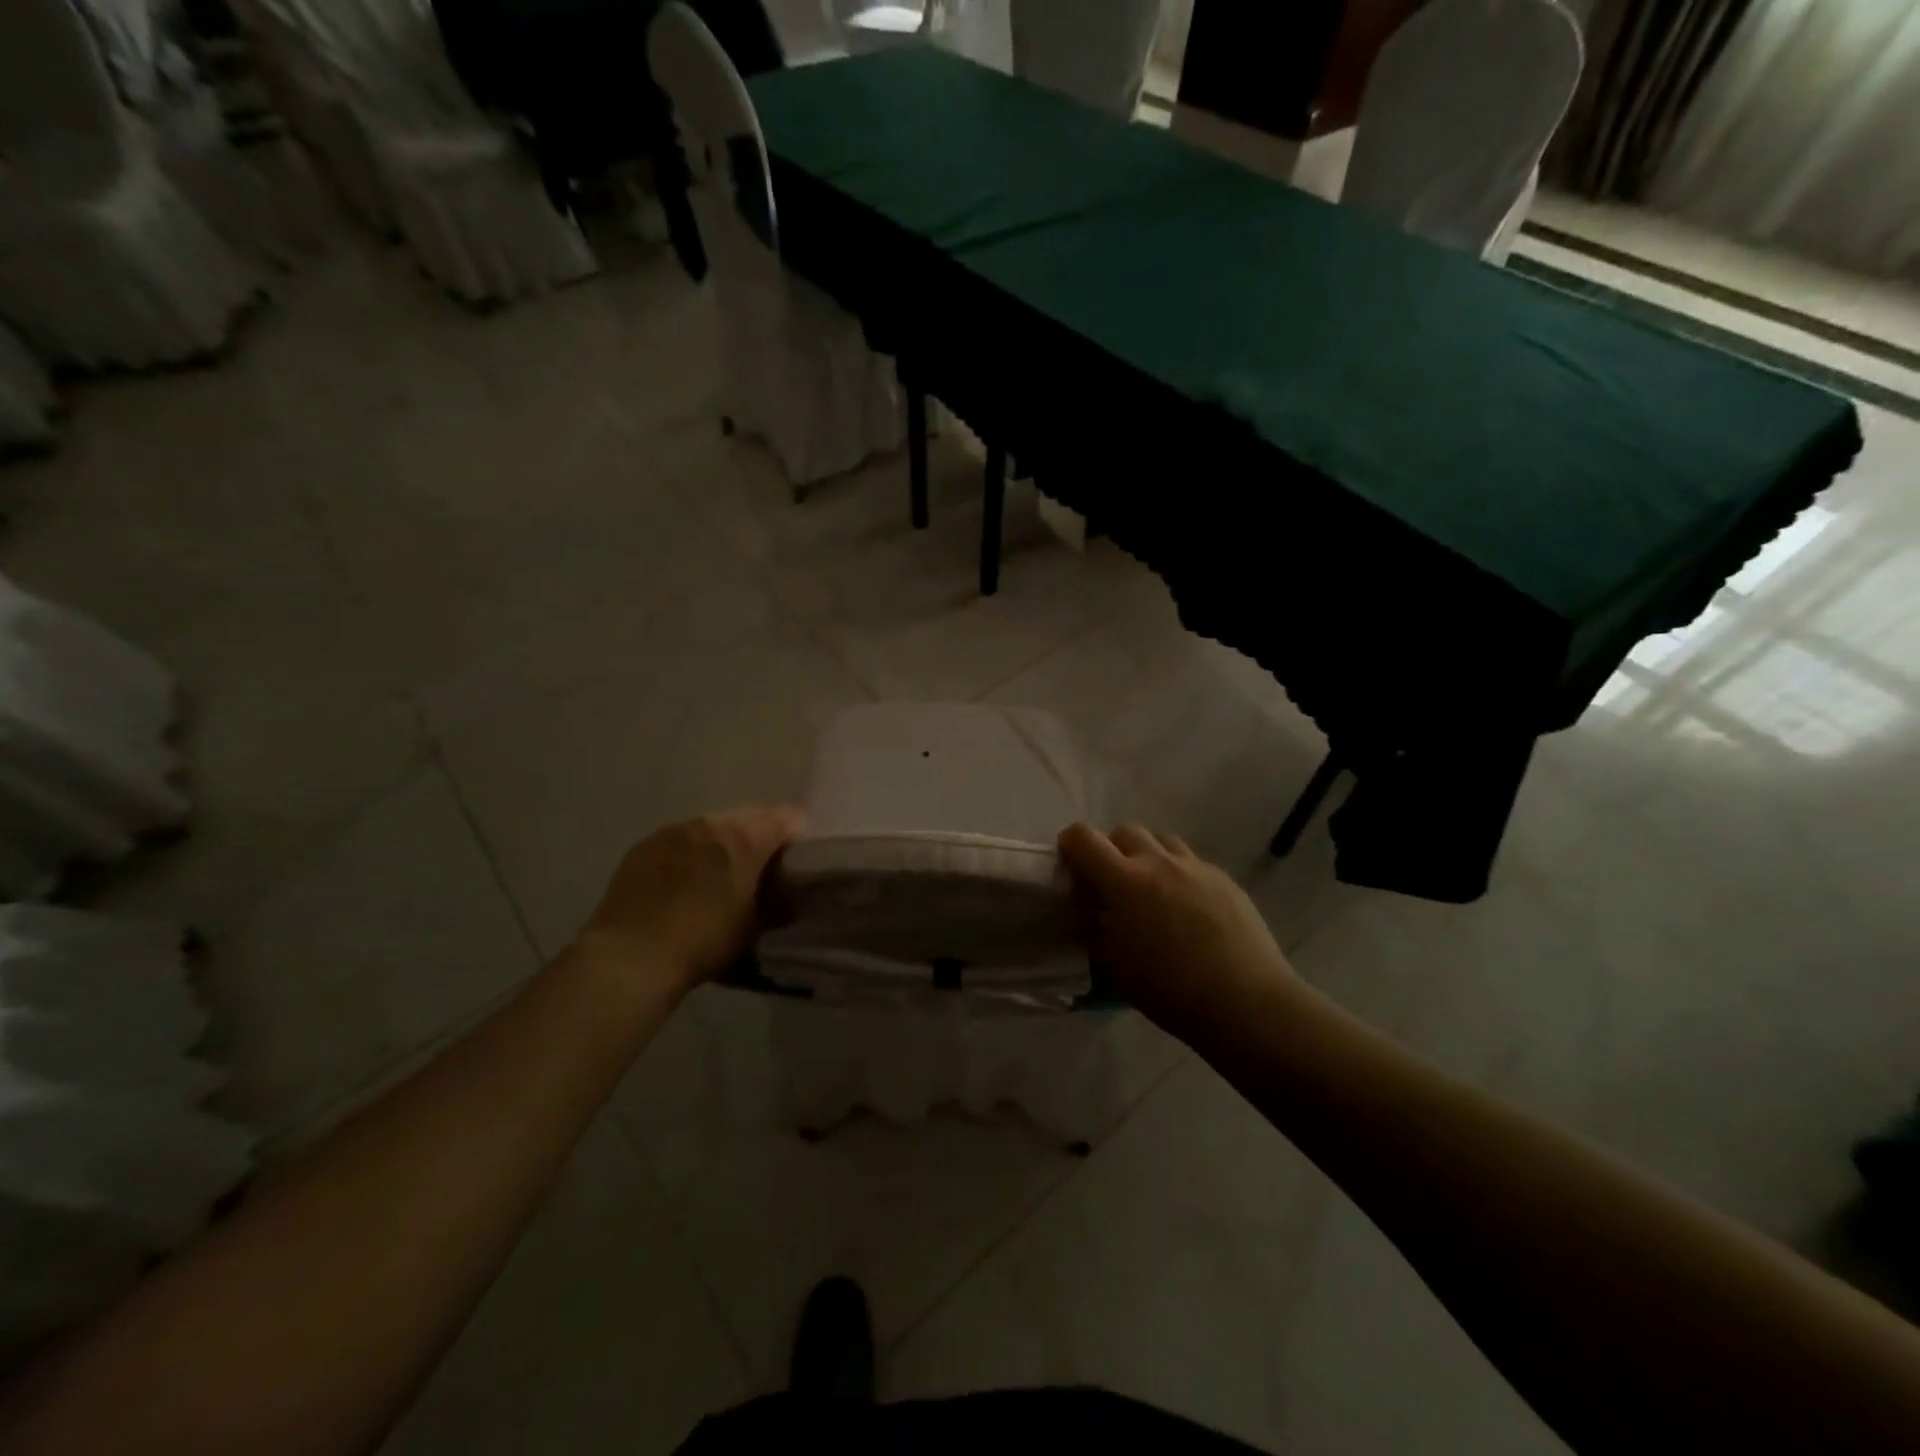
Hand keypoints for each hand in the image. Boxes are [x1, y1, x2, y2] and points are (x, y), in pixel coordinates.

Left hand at [580, 806, 806, 992]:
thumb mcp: (754, 927)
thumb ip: (778, 903)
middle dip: (759, 838)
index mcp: (746, 837)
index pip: (789, 818)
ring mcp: (674, 830)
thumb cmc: (704, 941)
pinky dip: (689, 854)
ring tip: (717, 877)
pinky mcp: (644, 845)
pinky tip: (682, 883)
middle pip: (749, 817)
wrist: (631, 958)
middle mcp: (711, 823)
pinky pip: (680, 840)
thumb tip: (787, 896)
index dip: (797, 838)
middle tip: (758, 871)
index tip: (795, 862)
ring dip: (722, 844)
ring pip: (712, 827)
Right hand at [1058, 823, 1304, 1047]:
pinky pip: (1192, 862)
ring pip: (1162, 840)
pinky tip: (1186, 905)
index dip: (1070, 843)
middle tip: (1111, 880)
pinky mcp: (1224, 879)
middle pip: (1125, 831)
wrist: (1245, 1000)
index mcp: (1124, 880)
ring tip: (1150, 887)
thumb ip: (1096, 934)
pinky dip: (1178, 873)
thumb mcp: (1116, 967)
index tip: (1069, 862)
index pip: (1084, 838)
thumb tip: (1088, 918)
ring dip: (1147, 854)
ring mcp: (1196, 867)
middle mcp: (1158, 862)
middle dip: (1111, 848)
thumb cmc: (1170, 989)